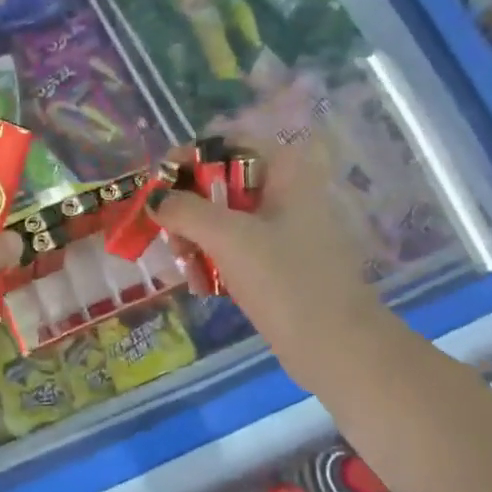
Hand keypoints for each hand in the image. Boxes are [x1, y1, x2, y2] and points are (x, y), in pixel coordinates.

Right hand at [155, 134, 381, 393]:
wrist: (337, 347)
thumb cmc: (285, 281)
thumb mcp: (228, 238)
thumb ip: (184, 210)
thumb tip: (154, 199)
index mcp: (285, 170)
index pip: (226, 144)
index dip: (187, 159)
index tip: (157, 188)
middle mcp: (286, 190)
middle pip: (220, 181)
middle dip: (187, 206)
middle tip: (168, 234)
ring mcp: (284, 228)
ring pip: (224, 217)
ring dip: (196, 236)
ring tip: (185, 265)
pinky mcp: (279, 261)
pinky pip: (235, 246)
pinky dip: (214, 258)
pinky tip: (203, 284)